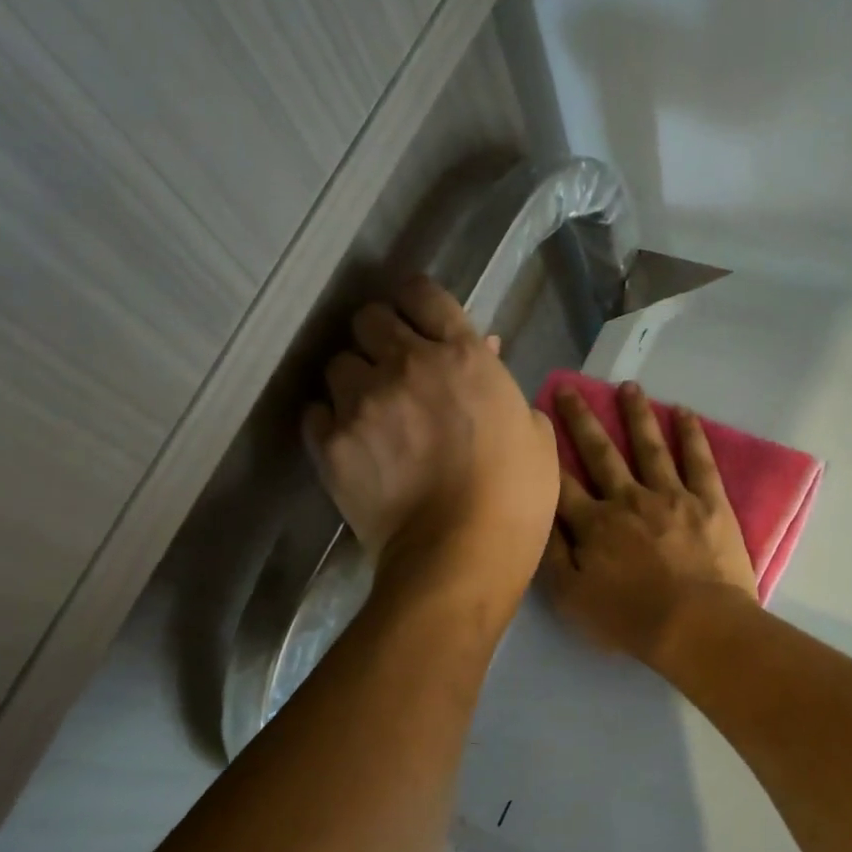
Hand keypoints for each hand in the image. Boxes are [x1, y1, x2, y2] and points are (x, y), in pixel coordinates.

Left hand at [305, 276, 556, 607]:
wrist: (460, 557)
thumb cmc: (516, 500)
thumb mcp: (535, 437)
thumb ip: (505, 389)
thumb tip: (485, 357)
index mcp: (463, 357)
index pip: (422, 294)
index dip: (416, 303)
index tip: (417, 322)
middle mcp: (406, 365)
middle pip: (368, 319)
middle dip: (378, 337)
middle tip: (392, 369)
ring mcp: (363, 402)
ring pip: (338, 364)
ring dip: (354, 382)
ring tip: (369, 414)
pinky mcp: (331, 443)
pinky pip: (316, 412)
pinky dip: (330, 421)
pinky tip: (349, 443)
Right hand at [541, 381, 757, 664]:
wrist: (697, 626)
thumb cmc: (630, 619)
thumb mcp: (572, 599)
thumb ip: (551, 556)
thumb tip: (537, 518)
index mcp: (594, 523)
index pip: (562, 482)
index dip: (546, 453)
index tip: (535, 426)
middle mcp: (628, 498)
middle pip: (600, 452)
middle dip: (582, 420)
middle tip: (569, 388)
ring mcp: (671, 495)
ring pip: (649, 446)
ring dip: (636, 414)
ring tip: (628, 386)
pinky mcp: (709, 502)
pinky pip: (699, 460)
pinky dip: (691, 434)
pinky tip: (684, 412)